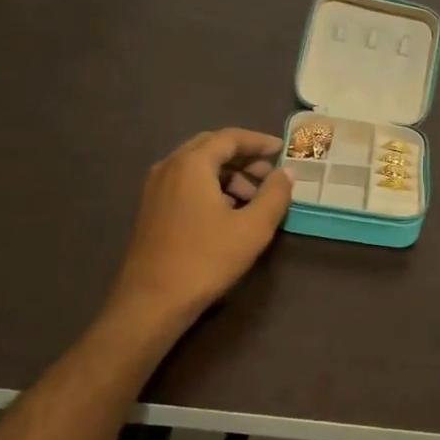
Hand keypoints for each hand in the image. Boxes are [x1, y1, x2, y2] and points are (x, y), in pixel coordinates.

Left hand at [108, 128, 293, 327]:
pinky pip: (185, 183)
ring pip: (197, 166)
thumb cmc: (206, 260)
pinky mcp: (151, 208)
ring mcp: (155, 188)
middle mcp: (169, 166)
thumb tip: (288, 172)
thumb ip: (275, 195)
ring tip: (253, 199)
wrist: (151, 302)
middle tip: (270, 174)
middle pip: (212, 147)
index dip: (259, 141)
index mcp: (192, 164)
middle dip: (244, 157)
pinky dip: (210, 187)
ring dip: (228, 174)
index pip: (230, 137)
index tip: (282, 150)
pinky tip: (228, 213)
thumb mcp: (253, 228)